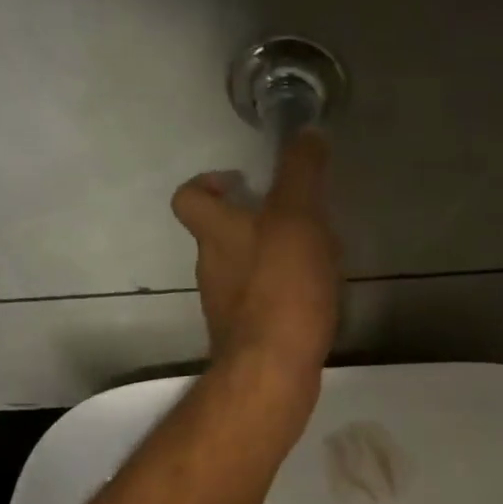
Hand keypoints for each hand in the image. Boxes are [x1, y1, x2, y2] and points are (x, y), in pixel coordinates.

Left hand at [171, 129, 339, 378]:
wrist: (272, 370)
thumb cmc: (282, 287)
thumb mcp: (297, 218)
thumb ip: (301, 173)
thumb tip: (306, 133)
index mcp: (216, 233)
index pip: (189, 197)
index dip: (208, 183)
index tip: (240, 181)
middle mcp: (212, 269)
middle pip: (221, 236)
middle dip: (254, 224)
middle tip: (295, 221)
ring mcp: (226, 308)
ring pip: (242, 272)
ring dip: (270, 260)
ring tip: (313, 261)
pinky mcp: (246, 338)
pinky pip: (260, 305)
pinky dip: (280, 296)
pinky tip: (311, 300)